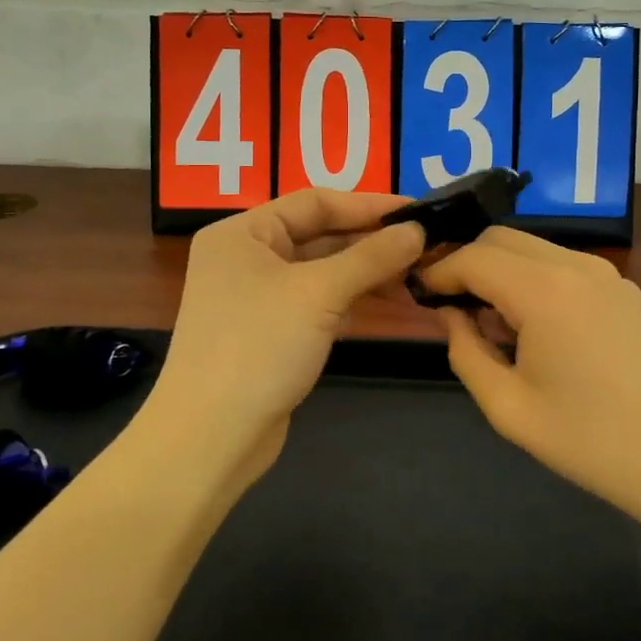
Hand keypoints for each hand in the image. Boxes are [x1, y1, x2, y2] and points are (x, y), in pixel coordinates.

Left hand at [146, 189, 425, 486]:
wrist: (211, 438)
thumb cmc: (258, 347)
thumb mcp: (318, 293)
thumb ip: (370, 257)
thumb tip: (418, 231)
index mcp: (243, 232)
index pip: (315, 202)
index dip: (369, 204)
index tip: (419, 212)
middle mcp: (248, 257)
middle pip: (321, 235)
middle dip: (373, 242)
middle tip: (428, 246)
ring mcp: (259, 297)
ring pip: (324, 272)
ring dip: (369, 272)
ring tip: (420, 277)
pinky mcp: (273, 332)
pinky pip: (321, 302)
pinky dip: (355, 300)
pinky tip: (395, 302)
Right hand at [419, 228, 640, 519]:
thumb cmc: (590, 441)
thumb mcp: (508, 407)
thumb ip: (465, 352)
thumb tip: (451, 315)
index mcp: (544, 290)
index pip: (473, 256)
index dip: (439, 271)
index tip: (419, 295)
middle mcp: (577, 265)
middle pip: (503, 239)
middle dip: (469, 263)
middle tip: (452, 308)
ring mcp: (609, 275)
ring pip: (535, 249)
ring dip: (504, 272)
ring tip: (496, 326)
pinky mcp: (628, 291)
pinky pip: (566, 267)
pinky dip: (537, 281)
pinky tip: (540, 330)